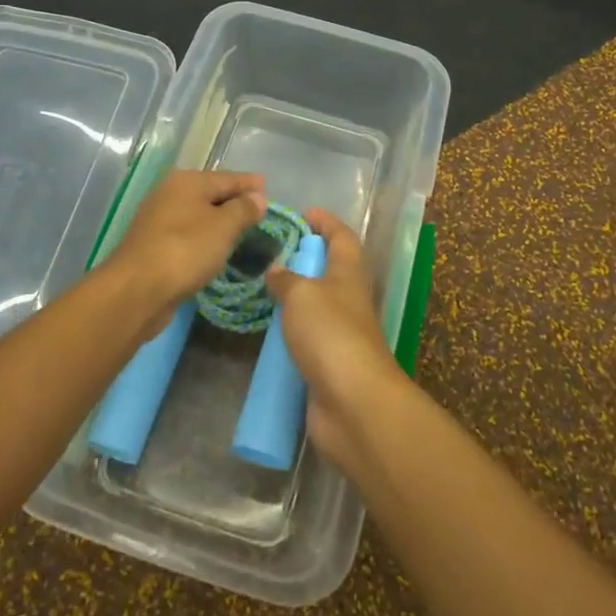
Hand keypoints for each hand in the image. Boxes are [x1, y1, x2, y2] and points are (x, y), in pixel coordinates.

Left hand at [103, 169, 266, 335]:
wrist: (136, 291)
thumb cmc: (185, 250)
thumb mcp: (223, 227)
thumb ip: (243, 209)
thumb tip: (258, 197)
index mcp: (187, 182)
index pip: (227, 177)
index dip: (249, 183)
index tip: (268, 186)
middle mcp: (170, 194)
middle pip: (210, 194)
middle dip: (234, 201)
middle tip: (259, 209)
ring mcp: (158, 221)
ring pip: (198, 215)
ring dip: (219, 221)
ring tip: (242, 230)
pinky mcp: (154, 246)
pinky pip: (188, 235)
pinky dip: (204, 239)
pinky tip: (215, 249)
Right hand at [265, 209, 405, 463]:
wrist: (353, 402)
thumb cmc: (330, 334)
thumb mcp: (301, 295)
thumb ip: (285, 279)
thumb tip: (276, 269)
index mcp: (348, 274)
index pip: (342, 238)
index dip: (326, 222)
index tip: (305, 213)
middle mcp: (348, 300)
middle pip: (331, 270)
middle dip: (306, 258)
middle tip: (272, 253)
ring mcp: (341, 335)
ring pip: (318, 306)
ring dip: (296, 297)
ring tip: (262, 289)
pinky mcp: (329, 365)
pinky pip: (308, 338)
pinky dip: (290, 331)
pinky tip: (267, 332)